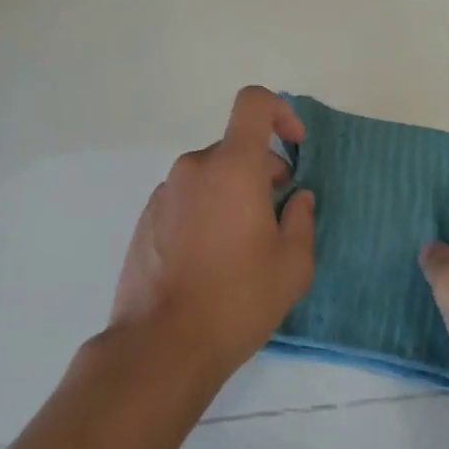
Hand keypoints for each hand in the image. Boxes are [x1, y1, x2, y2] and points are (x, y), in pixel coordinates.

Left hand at [109, 86, 316, 383]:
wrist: (161, 345)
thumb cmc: (237, 300)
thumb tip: (297, 198)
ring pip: (210, 175)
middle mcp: (195, 167)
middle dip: (261, 171)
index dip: (280, 112)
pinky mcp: (146, 217)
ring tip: (241, 246)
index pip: (253, 104)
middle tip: (275, 217)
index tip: (295, 147)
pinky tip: (209, 258)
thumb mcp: (292, 266)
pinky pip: (186, 197)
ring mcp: (165, 191)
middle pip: (235, 147)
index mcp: (233, 167)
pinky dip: (205, 210)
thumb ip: (302, 220)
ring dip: (232, 193)